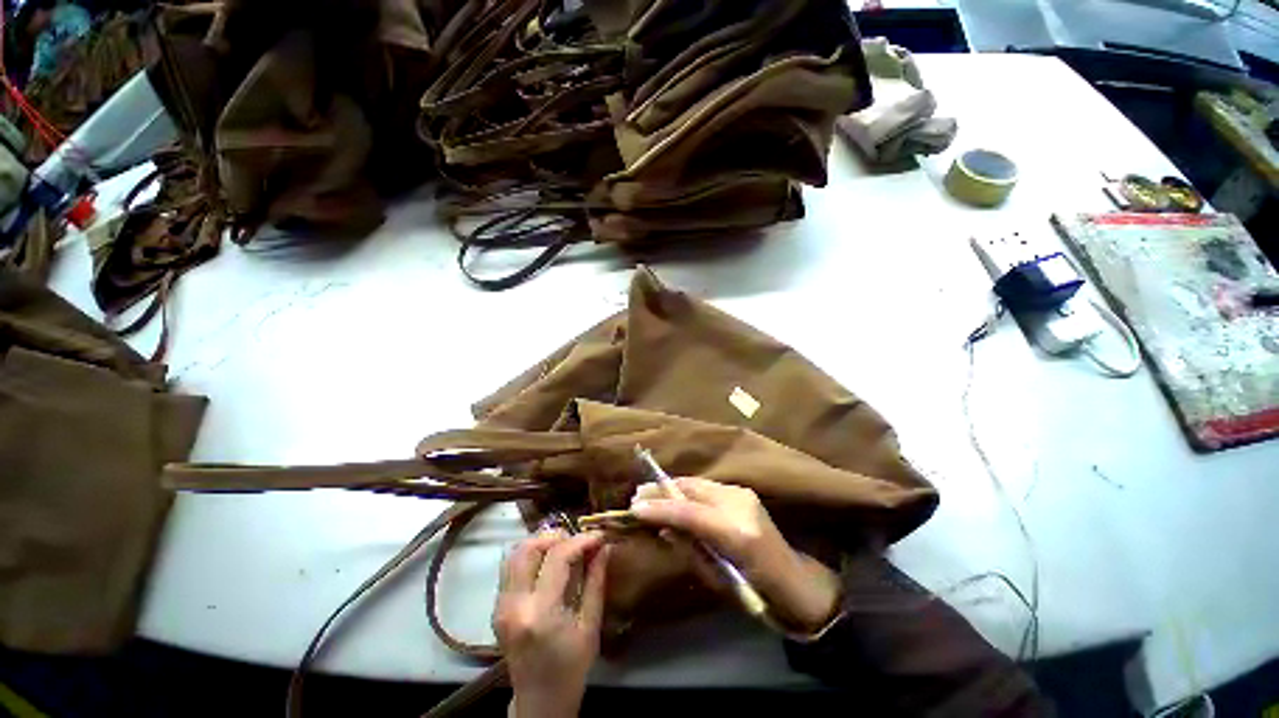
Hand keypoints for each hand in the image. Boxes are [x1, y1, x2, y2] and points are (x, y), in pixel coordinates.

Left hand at [494, 531, 609, 717]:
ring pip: (515, 553)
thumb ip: (596, 581)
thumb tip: (604, 547)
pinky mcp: (497, 607)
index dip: (580, 540)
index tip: (598, 536)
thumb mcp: (591, 626)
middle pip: (528, 548)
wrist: (538, 702)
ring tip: (564, 548)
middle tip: (578, 542)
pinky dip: (530, 556)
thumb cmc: (571, 668)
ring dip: (541, 543)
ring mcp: (500, 606)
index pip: (557, 557)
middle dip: (557, 537)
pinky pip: (510, 567)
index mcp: (539, 613)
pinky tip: (548, 563)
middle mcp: (513, 604)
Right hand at [630, 478, 840, 631]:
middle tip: (637, 496)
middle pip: (693, 489)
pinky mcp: (743, 492)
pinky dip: (686, 491)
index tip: (634, 508)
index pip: (690, 513)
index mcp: (738, 533)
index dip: (661, 508)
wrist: (797, 582)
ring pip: (698, 484)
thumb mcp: (716, 580)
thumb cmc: (757, 594)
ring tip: (649, 494)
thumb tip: (663, 528)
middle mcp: (741, 504)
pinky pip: (707, 487)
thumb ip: (689, 549)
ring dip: (672, 488)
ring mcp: (743, 494)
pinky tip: (673, 497)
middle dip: (662, 490)